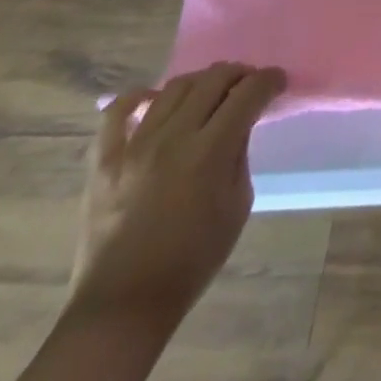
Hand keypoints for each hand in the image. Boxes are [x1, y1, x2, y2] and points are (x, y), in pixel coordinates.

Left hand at [68, 62, 286, 331]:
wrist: (123, 306)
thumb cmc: (192, 261)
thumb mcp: (237, 205)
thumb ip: (239, 156)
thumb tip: (240, 126)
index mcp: (210, 151)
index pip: (248, 93)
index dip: (269, 80)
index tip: (277, 82)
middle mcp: (172, 138)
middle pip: (213, 79)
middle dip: (239, 74)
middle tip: (249, 85)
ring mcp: (133, 147)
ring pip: (173, 88)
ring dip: (200, 81)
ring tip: (210, 92)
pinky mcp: (103, 162)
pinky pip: (116, 114)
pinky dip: (138, 98)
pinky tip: (154, 100)